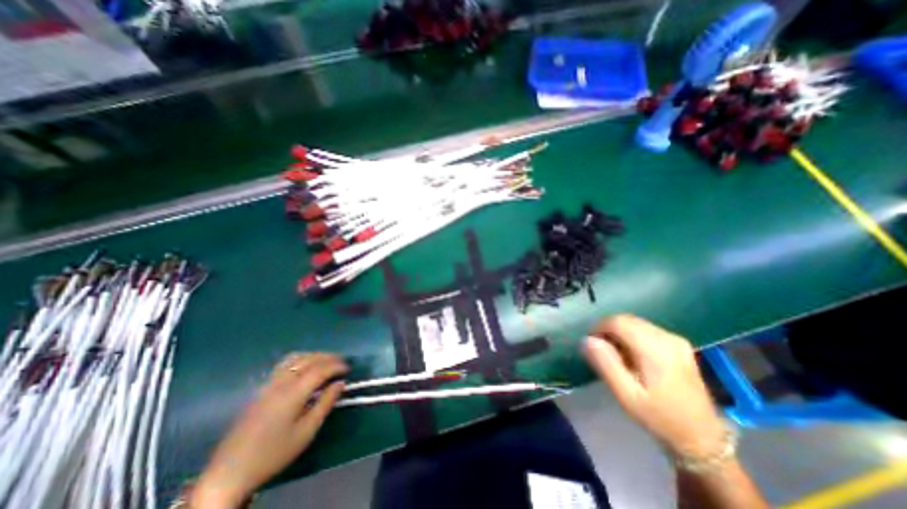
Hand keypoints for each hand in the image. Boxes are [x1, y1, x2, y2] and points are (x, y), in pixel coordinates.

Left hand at [193, 353, 348, 508]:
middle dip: (327, 357)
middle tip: (341, 361)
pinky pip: (285, 364)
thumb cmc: (273, 453)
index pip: (320, 369)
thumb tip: (340, 384)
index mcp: (293, 392)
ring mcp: (268, 383)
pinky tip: (305, 367)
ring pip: (295, 358)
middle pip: (308, 359)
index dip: (336, 366)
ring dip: (314, 355)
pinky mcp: (261, 388)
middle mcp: (280, 382)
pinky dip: (301, 359)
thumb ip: (325, 404)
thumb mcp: (306, 432)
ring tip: (326, 361)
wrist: (229, 473)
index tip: (348, 368)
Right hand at [585, 315, 727, 456]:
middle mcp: (667, 337)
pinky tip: (631, 355)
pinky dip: (631, 335)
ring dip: (619, 332)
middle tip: (601, 351)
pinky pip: (645, 329)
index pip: (618, 322)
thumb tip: (586, 339)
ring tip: (616, 355)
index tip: (591, 344)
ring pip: (635, 322)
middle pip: (626, 319)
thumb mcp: (626, 395)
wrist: (702, 437)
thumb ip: (605, 363)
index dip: (599, 328)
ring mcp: (675, 339)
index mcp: (655, 349)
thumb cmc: (659, 417)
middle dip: (608, 330)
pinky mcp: (678, 343)